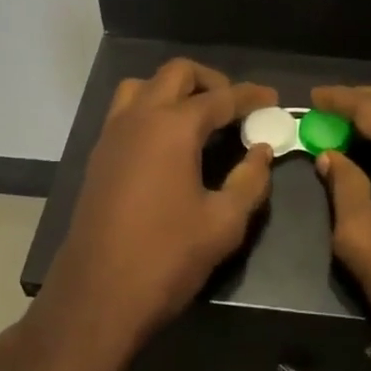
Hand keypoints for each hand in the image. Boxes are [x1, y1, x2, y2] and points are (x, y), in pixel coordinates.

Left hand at [37, 60, 276, 370]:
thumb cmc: (166, 257)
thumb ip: (250, 180)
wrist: (97, 296)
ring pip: (143, 86)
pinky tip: (169, 144)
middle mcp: (138, 119)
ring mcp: (112, 136)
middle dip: (211, 81)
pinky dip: (151, 110)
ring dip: (174, 90)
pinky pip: (125, 112)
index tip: (272, 99)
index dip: (250, 96)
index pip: (220, 97)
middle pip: (176, 74)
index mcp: (173, 128)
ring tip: (199, 117)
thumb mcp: (223, 222)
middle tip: (235, 106)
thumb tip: (261, 152)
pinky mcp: (98, 157)